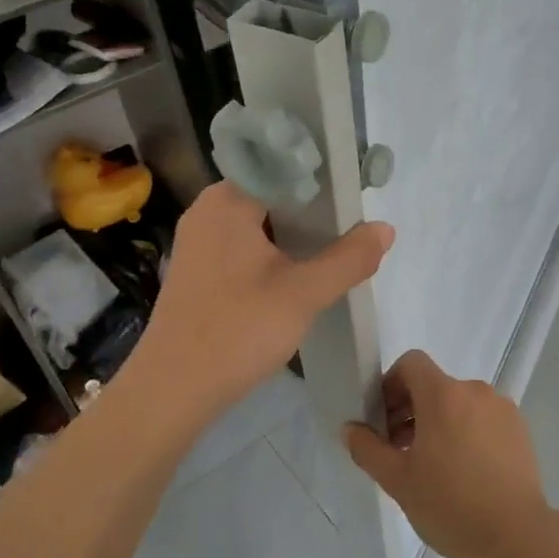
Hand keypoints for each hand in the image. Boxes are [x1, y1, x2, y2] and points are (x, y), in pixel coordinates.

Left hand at [133, 181, 392, 417]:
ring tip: (334, 250)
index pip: (281, 167)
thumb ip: (349, 258)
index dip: (321, 178)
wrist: (173, 390)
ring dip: (294, 237)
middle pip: (271, 196)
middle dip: (312, 211)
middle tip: (351, 226)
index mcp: (227, 200)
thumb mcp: (304, 294)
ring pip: (259, 225)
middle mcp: (207, 211)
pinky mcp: (198, 273)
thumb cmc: (239, 329)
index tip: (354, 195)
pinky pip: (243, 249)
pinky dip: (273, 256)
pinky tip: (298, 277)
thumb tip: (385, 228)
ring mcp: (198, 244)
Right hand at [342, 350, 552, 557]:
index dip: (391, 385)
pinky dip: (466, 433)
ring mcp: (502, 409)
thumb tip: (350, 428)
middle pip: (434, 385)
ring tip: (432, 466)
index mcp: (443, 395)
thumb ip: (368, 449)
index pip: (411, 364)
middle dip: (410, 409)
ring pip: (459, 404)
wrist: (517, 537)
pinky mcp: (520, 430)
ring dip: (438, 423)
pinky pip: (483, 419)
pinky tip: (464, 473)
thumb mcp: (398, 481)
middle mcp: (475, 391)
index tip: (383, 421)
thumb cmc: (450, 505)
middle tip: (399, 450)